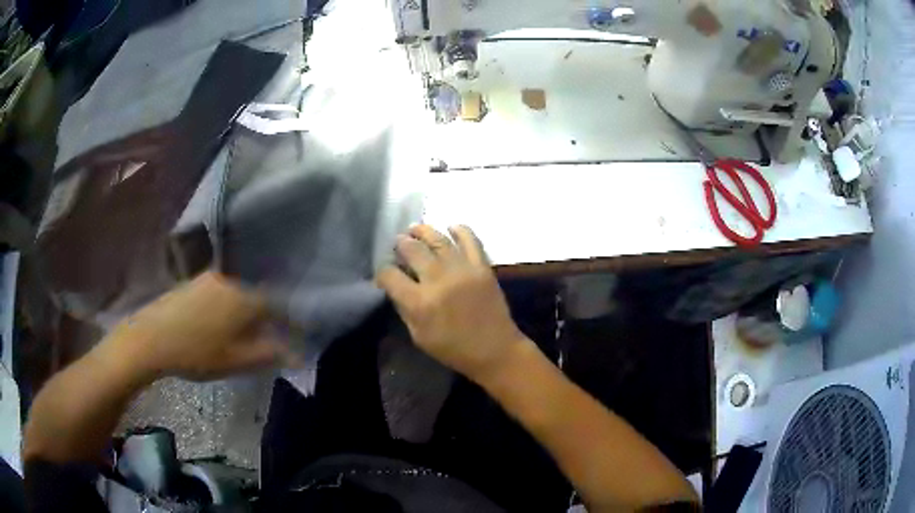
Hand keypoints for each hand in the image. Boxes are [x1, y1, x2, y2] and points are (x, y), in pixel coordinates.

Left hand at [102, 272, 294, 381]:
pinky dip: (227, 308)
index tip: (295, 338)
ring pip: (238, 295)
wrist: (151, 338)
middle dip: (265, 319)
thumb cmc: (197, 353)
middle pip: (257, 298)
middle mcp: (231, 281)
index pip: (278, 307)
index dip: (289, 324)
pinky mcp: (193, 282)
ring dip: (245, 313)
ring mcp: (210, 279)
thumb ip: (270, 355)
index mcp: (245, 298)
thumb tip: (298, 355)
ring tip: (241, 335)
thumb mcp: (237, 361)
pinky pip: (221, 293)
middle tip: (266, 340)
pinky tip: (217, 324)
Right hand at [376, 225, 526, 382]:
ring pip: (437, 239)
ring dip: (422, 231)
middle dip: (400, 244)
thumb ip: (404, 309)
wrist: (495, 350)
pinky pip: (471, 240)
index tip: (384, 274)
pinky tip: (450, 227)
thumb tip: (395, 287)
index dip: (382, 273)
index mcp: (419, 302)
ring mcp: (462, 270)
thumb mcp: (419, 336)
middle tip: (398, 244)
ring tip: (414, 229)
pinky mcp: (482, 267)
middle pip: (412, 250)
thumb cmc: (453, 349)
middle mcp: (438, 280)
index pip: (390, 276)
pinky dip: (460, 230)